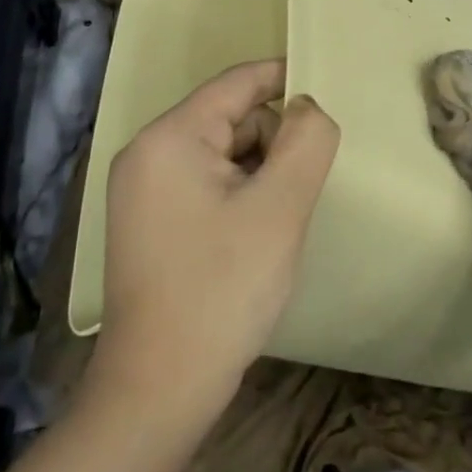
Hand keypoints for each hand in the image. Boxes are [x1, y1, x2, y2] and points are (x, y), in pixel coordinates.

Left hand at [92, 60, 339, 417]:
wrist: (159, 391)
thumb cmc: (222, 289)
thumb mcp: (280, 207)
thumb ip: (306, 141)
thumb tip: (308, 107)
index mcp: (170, 137)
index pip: (238, 83)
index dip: (286, 79)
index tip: (329, 94)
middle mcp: (147, 152)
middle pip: (230, 118)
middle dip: (273, 140)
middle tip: (301, 188)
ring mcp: (142, 190)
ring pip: (221, 153)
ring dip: (259, 172)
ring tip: (278, 219)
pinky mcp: (148, 221)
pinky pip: (205, 183)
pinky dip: (238, 194)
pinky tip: (254, 234)